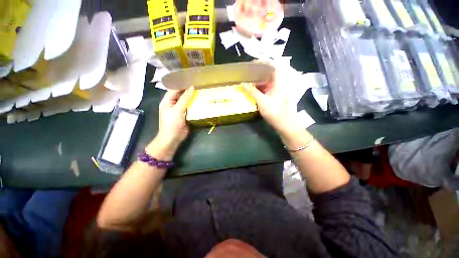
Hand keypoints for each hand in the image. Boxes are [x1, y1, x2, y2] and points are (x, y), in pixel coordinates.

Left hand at [146, 86, 194, 159]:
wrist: (173, 138)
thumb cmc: (172, 123)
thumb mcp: (177, 109)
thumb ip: (185, 98)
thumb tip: (191, 87)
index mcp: (167, 101)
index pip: (174, 89)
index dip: (182, 84)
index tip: (192, 80)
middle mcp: (173, 104)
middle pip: (181, 95)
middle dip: (188, 90)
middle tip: (198, 86)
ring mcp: (179, 110)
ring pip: (186, 101)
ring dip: (192, 98)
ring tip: (201, 92)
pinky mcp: (185, 115)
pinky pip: (190, 108)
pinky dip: (194, 105)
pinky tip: (201, 102)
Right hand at [242, 65, 298, 134]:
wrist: (284, 124)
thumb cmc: (275, 112)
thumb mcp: (262, 101)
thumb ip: (252, 92)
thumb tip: (242, 84)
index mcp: (279, 82)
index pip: (274, 65)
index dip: (265, 62)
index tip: (254, 63)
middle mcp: (280, 84)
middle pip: (271, 73)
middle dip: (260, 71)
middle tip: (249, 73)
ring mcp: (278, 90)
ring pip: (269, 81)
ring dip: (259, 80)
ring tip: (249, 81)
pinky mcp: (276, 96)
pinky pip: (268, 88)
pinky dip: (261, 88)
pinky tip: (254, 90)